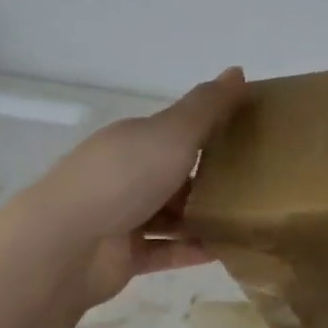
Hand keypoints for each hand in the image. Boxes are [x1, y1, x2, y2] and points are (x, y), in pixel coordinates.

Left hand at [15, 68, 247, 308]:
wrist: (67, 244)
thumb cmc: (123, 178)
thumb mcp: (172, 132)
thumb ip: (208, 106)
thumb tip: (239, 71)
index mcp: (134, 140)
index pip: (177, 131)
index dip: (211, 130)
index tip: (252, 136)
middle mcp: (126, 175)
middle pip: (175, 174)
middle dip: (212, 178)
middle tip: (260, 184)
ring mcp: (123, 217)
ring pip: (171, 215)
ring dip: (204, 218)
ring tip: (250, 221)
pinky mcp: (124, 256)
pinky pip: (165, 251)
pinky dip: (191, 251)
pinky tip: (225, 251)